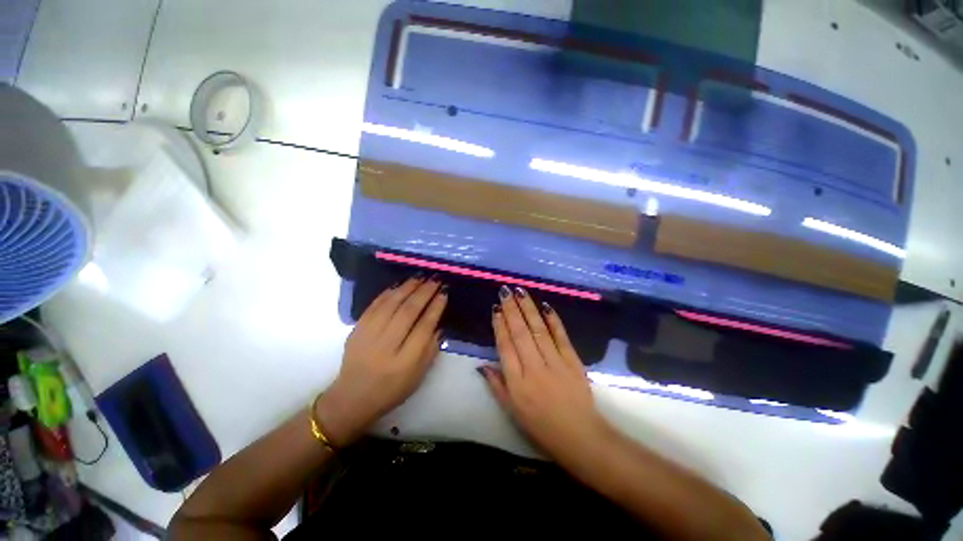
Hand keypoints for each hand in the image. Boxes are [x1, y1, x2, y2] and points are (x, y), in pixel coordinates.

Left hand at [316, 275, 447, 445]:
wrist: (352, 398)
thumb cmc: (391, 390)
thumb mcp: (418, 376)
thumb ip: (431, 349)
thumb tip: (439, 323)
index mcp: (405, 362)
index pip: (424, 327)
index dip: (435, 307)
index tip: (444, 293)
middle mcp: (386, 346)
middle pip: (408, 312)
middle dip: (424, 292)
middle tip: (435, 280)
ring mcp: (368, 336)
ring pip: (391, 304)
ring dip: (407, 288)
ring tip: (420, 277)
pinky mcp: (356, 330)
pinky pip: (374, 306)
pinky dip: (388, 293)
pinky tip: (399, 285)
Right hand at [479, 285, 612, 461]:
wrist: (580, 437)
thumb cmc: (541, 427)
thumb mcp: (512, 412)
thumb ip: (496, 386)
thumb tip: (482, 365)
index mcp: (517, 383)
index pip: (505, 347)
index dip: (499, 326)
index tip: (496, 309)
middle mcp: (534, 369)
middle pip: (520, 334)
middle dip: (512, 310)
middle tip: (505, 292)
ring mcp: (556, 363)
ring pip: (539, 330)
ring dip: (529, 309)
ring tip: (520, 291)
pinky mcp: (573, 361)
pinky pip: (561, 337)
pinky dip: (553, 320)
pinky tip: (545, 306)